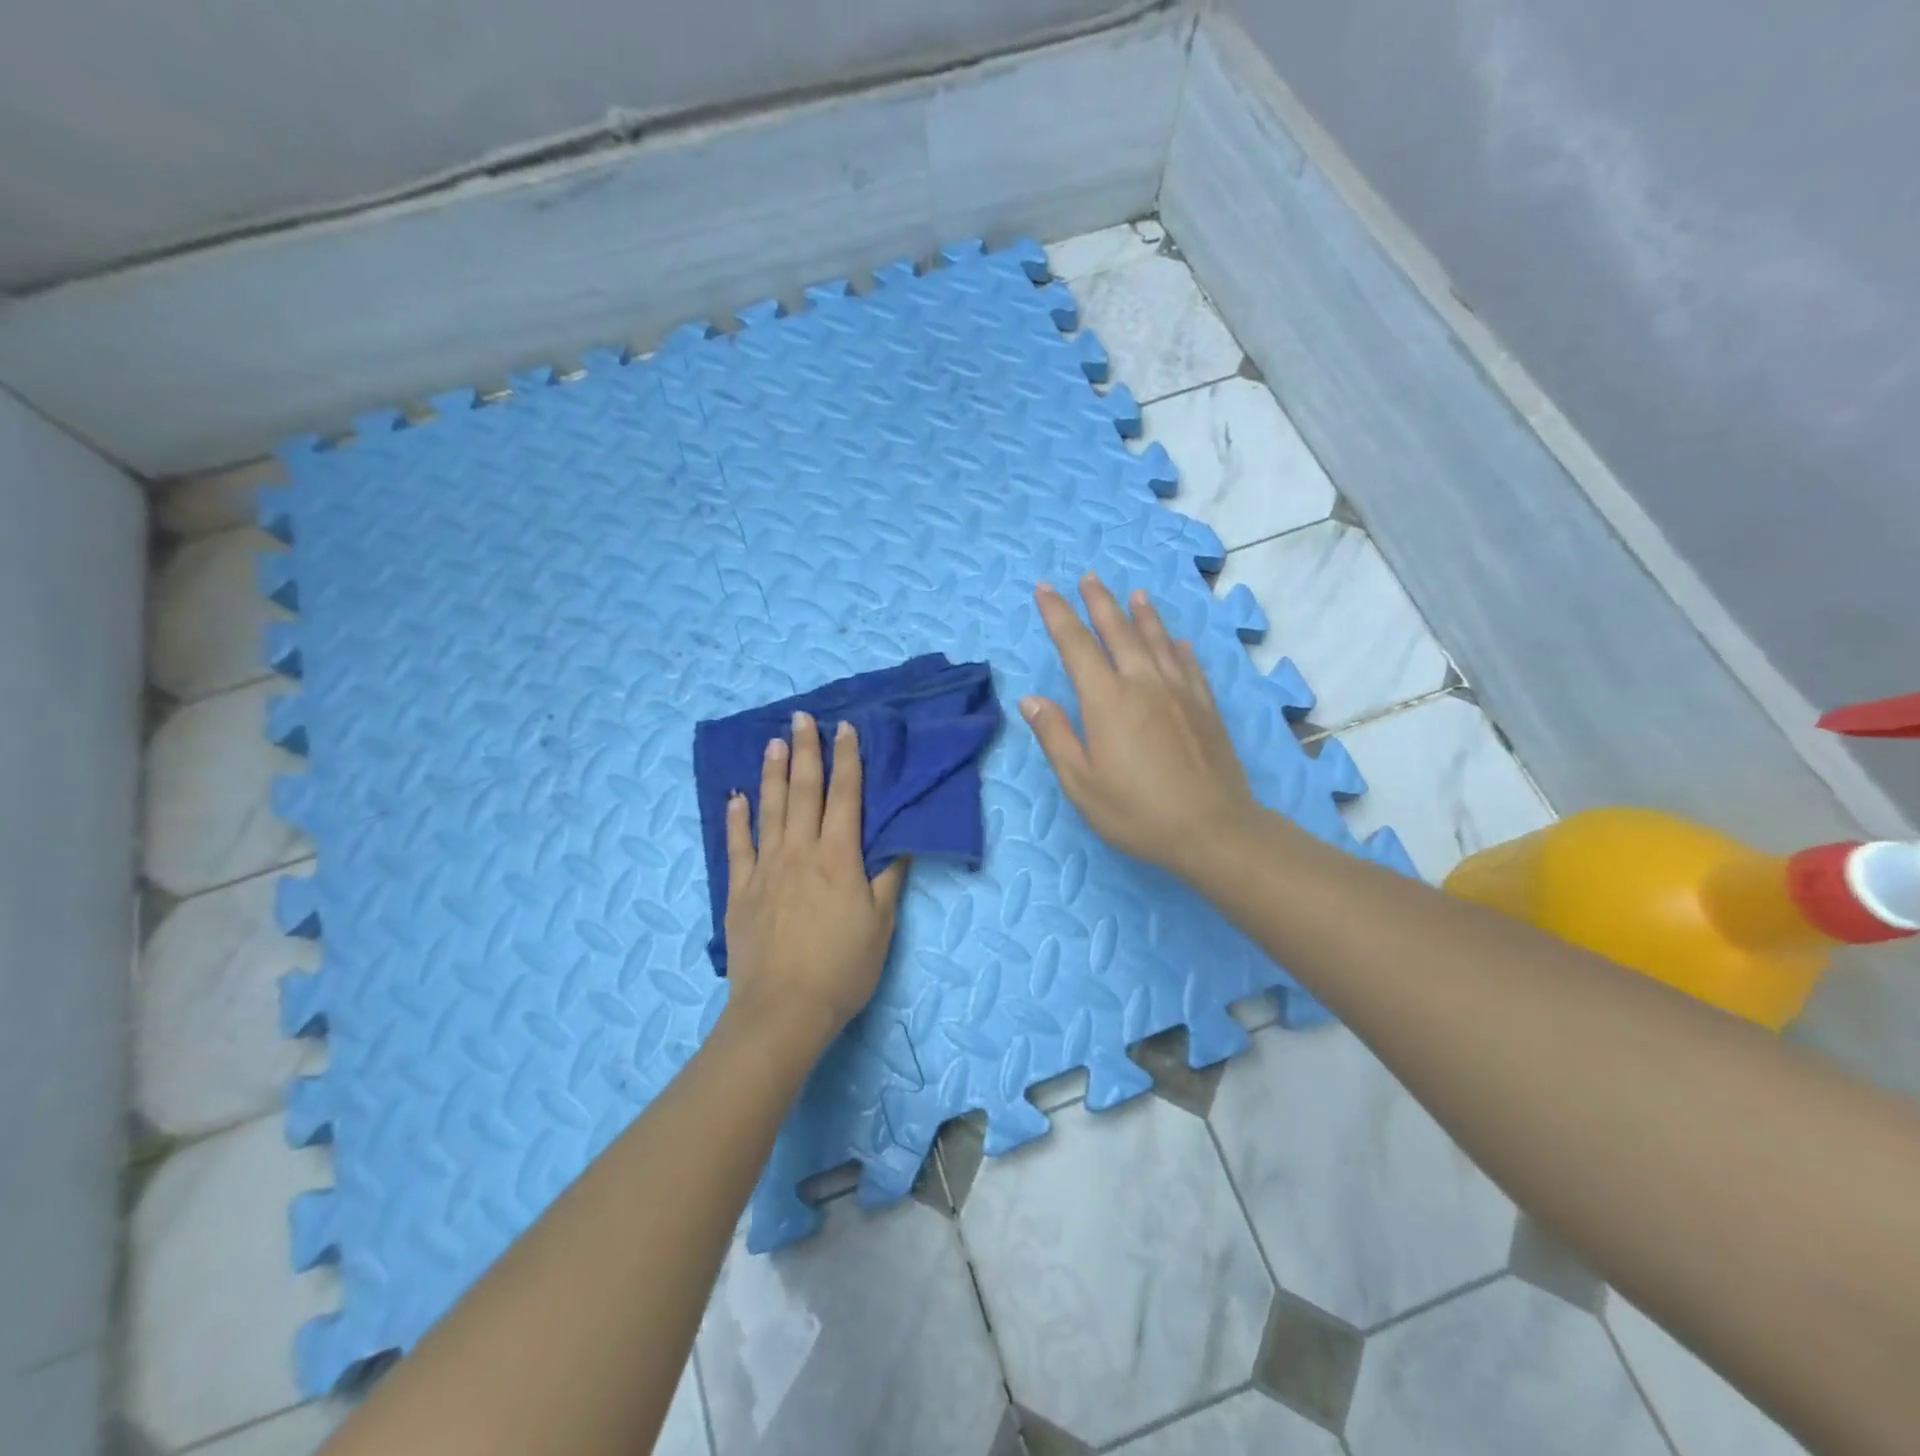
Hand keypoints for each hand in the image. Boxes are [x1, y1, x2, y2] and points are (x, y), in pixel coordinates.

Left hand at [721, 712, 907, 1051]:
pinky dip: (736, 819)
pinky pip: (738, 846)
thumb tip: (899, 842)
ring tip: (773, 743)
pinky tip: (736, 798)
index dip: (848, 760)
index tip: (846, 729)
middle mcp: (800, 851)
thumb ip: (888, 879)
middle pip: (804, 792)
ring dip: (772, 774)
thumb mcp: (881, 924)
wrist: (784, 1008)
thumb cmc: (842, 968)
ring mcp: (766, 868)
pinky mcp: (740, 890)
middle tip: (802, 718)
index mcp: (839, 857)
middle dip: (806, 752)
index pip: (846, 796)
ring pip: (769, 810)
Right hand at [1022, 576, 1262, 880]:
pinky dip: (1179, 646)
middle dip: (1100, 602)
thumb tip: (1032, 700)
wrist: (1212, 828)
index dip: (1058, 614)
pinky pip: (1189, 664)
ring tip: (1135, 594)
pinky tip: (1177, 641)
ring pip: (1158, 640)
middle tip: (1088, 578)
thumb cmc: (1137, 811)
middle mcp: (1143, 683)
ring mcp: (1179, 691)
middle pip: (1118, 631)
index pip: (1076, 645)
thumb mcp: (1081, 783)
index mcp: (1106, 700)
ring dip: (1143, 614)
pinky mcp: (1205, 706)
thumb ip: (1056, 737)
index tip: (1045, 590)